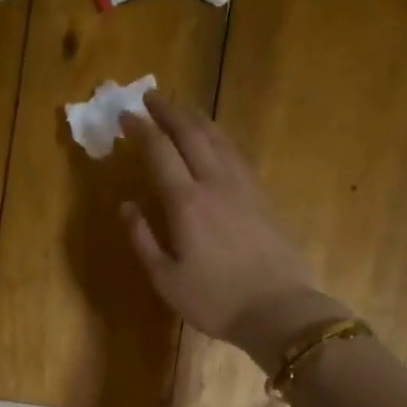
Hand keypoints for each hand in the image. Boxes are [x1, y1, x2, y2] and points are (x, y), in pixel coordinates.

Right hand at [121, 94, 346, 365]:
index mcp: (186, 202)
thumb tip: (126, 206)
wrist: (279, 309)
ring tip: (184, 108)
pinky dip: (220, 139)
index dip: (142, 130)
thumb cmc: (215, 300)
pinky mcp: (263, 197)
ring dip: (198, 119)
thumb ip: (143, 239)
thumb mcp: (166, 279)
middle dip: (169, 112)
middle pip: (192, 135)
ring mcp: (244, 187)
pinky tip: (217, 141)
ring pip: (219, 139)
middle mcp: (215, 183)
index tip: (126, 116)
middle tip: (152, 97)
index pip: (160, 152)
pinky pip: (237, 155)